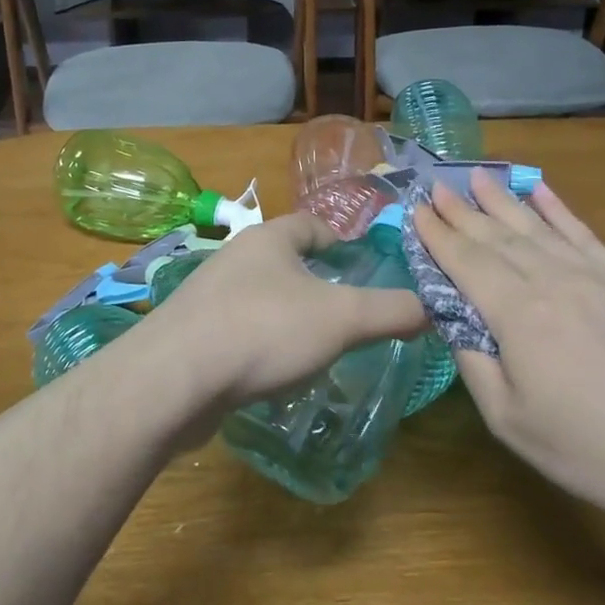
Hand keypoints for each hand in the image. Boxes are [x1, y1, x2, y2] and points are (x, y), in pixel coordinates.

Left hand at [142, 212, 426, 409]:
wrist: (173, 380)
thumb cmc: (263, 330)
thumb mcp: (342, 318)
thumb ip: (391, 311)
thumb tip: (431, 308)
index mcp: (268, 240)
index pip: (310, 224)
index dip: (339, 240)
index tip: (361, 265)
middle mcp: (234, 259)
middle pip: (283, 261)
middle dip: (314, 282)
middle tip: (347, 312)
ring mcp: (207, 298)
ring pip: (259, 298)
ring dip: (286, 315)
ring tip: (316, 346)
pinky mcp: (191, 336)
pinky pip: (237, 331)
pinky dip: (260, 345)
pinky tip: (274, 374)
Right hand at [413, 174, 604, 520]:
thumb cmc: (590, 450)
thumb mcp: (509, 420)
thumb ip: (473, 363)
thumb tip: (453, 319)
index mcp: (517, 314)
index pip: (466, 261)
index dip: (437, 234)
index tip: (415, 210)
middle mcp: (552, 280)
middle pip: (497, 236)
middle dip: (462, 211)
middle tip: (435, 187)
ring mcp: (595, 274)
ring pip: (537, 226)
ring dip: (502, 200)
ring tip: (476, 177)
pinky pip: (583, 232)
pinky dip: (558, 208)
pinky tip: (540, 189)